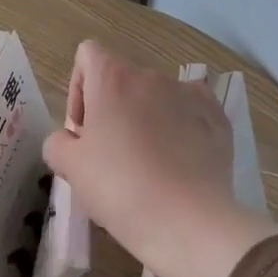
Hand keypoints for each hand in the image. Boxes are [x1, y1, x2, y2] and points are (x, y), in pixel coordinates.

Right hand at [43, 42, 277, 276]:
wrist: (186, 221)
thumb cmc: (118, 188)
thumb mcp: (69, 168)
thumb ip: (58, 142)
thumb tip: (70, 139)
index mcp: (113, 79)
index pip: (88, 55)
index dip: (79, 89)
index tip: (83, 130)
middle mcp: (153, 77)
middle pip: (123, 80)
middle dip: (113, 110)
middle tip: (110, 155)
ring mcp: (191, 95)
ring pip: (158, 98)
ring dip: (146, 119)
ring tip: (148, 163)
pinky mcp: (218, 119)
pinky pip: (191, 112)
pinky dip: (181, 128)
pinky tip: (179, 161)